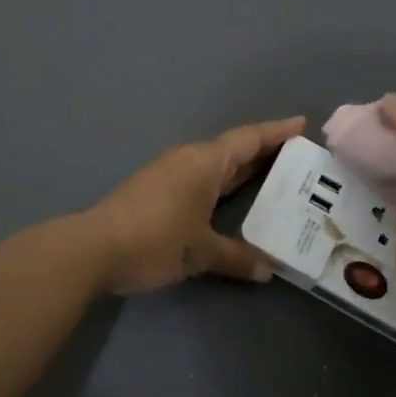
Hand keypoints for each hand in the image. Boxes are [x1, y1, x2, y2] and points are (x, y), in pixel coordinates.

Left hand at [90, 116, 306, 294]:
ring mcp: (171, 174)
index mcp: (205, 162)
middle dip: (265, 151)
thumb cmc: (155, 239)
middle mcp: (190, 160)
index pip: (249, 139)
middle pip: (234, 149)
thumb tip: (267, 271)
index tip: (302, 125)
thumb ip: (237, 258)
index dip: (277, 132)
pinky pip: (202, 179)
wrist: (93, 248)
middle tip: (299, 158)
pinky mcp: (157, 191)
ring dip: (243, 169)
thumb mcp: (200, 251)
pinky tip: (231, 202)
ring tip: (273, 179)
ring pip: (217, 165)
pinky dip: (223, 185)